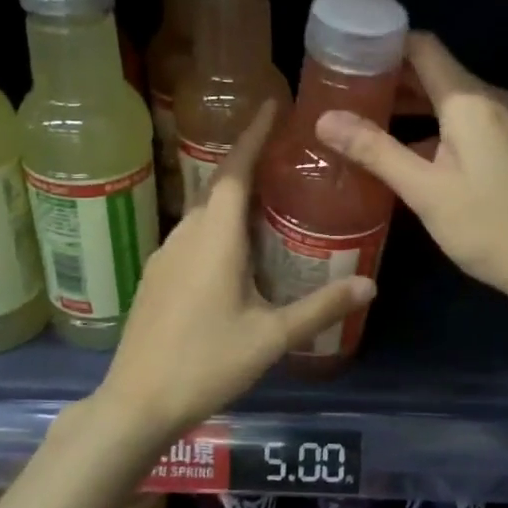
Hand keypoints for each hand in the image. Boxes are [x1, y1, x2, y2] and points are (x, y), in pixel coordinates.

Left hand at [96, 101, 373, 441]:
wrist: (137, 402)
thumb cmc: (207, 363)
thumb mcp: (271, 337)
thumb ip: (321, 308)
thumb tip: (370, 285)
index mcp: (215, 238)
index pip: (234, 170)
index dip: (252, 135)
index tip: (271, 105)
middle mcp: (186, 236)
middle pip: (218, 187)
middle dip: (248, 164)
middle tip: (285, 158)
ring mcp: (164, 257)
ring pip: (203, 214)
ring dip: (233, 200)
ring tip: (269, 203)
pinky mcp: (155, 278)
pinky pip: (192, 237)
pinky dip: (218, 229)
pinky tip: (237, 253)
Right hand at [313, 32, 507, 312]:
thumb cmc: (489, 226)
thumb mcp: (425, 191)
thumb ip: (375, 151)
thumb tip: (324, 119)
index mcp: (469, 101)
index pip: (422, 47)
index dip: (382, 45)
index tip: (343, 56)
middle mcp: (487, 100)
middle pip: (431, 70)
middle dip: (387, 77)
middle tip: (339, 91)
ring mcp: (499, 123)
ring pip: (444, 98)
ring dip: (405, 104)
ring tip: (358, 118)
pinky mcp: (503, 146)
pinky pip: (457, 121)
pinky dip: (425, 126)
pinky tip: (397, 149)